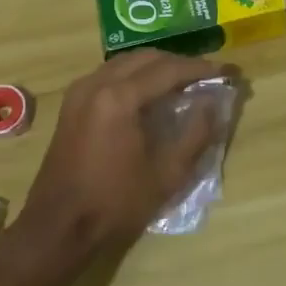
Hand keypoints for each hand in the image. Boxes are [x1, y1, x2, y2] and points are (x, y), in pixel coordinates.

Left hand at [17, 50, 224, 255]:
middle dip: (179, 63)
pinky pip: (110, 74)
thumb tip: (214, 102)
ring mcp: (80, 91)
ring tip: (183, 83)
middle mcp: (97, 83)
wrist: (58, 227)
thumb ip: (196, 133)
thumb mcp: (167, 174)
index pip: (169, 69)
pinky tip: (151, 93)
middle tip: (207, 76)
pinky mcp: (73, 103)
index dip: (201, 68)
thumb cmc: (115, 203)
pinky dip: (135, 75)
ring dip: (157, 67)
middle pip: (147, 58)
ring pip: (126, 62)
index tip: (227, 70)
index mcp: (119, 98)